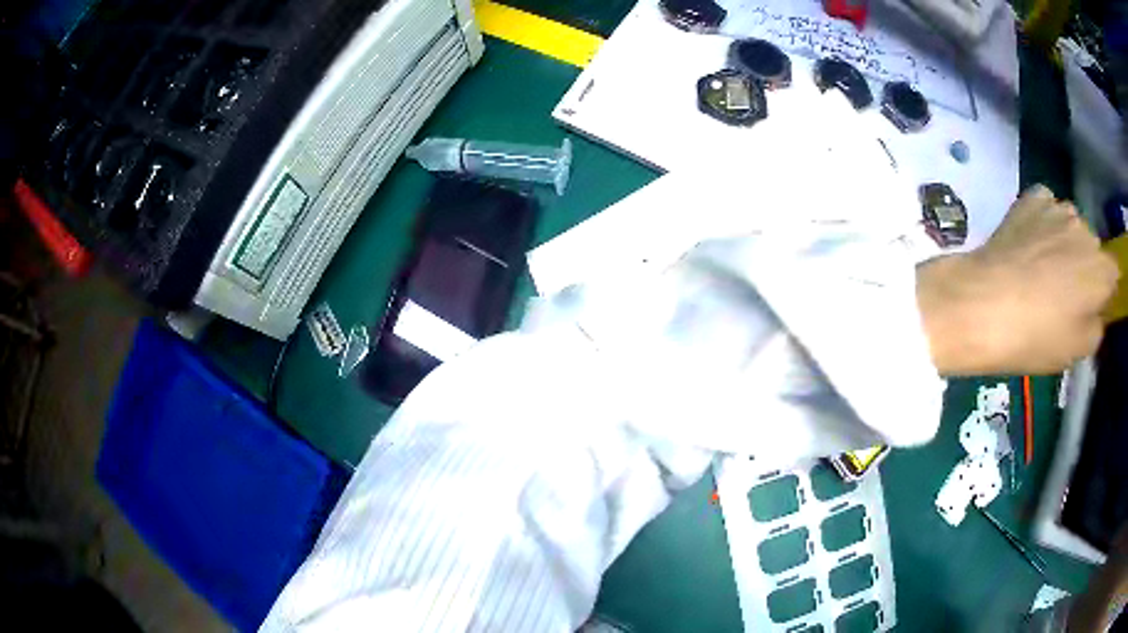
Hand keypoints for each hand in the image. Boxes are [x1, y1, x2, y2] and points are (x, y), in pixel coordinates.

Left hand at [917, 185, 1118, 375]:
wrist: (985, 302)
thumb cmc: (1038, 336)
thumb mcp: (1077, 349)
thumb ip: (1096, 326)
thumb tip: (1096, 310)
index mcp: (1102, 270)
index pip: (1113, 275)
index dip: (1104, 291)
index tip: (1091, 306)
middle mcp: (1085, 230)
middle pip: (1092, 248)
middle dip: (1084, 267)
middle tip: (1064, 293)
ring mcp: (1058, 208)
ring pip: (1071, 226)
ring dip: (1064, 243)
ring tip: (1042, 269)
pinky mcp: (1030, 198)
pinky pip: (1046, 207)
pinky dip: (1043, 221)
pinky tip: (1029, 243)